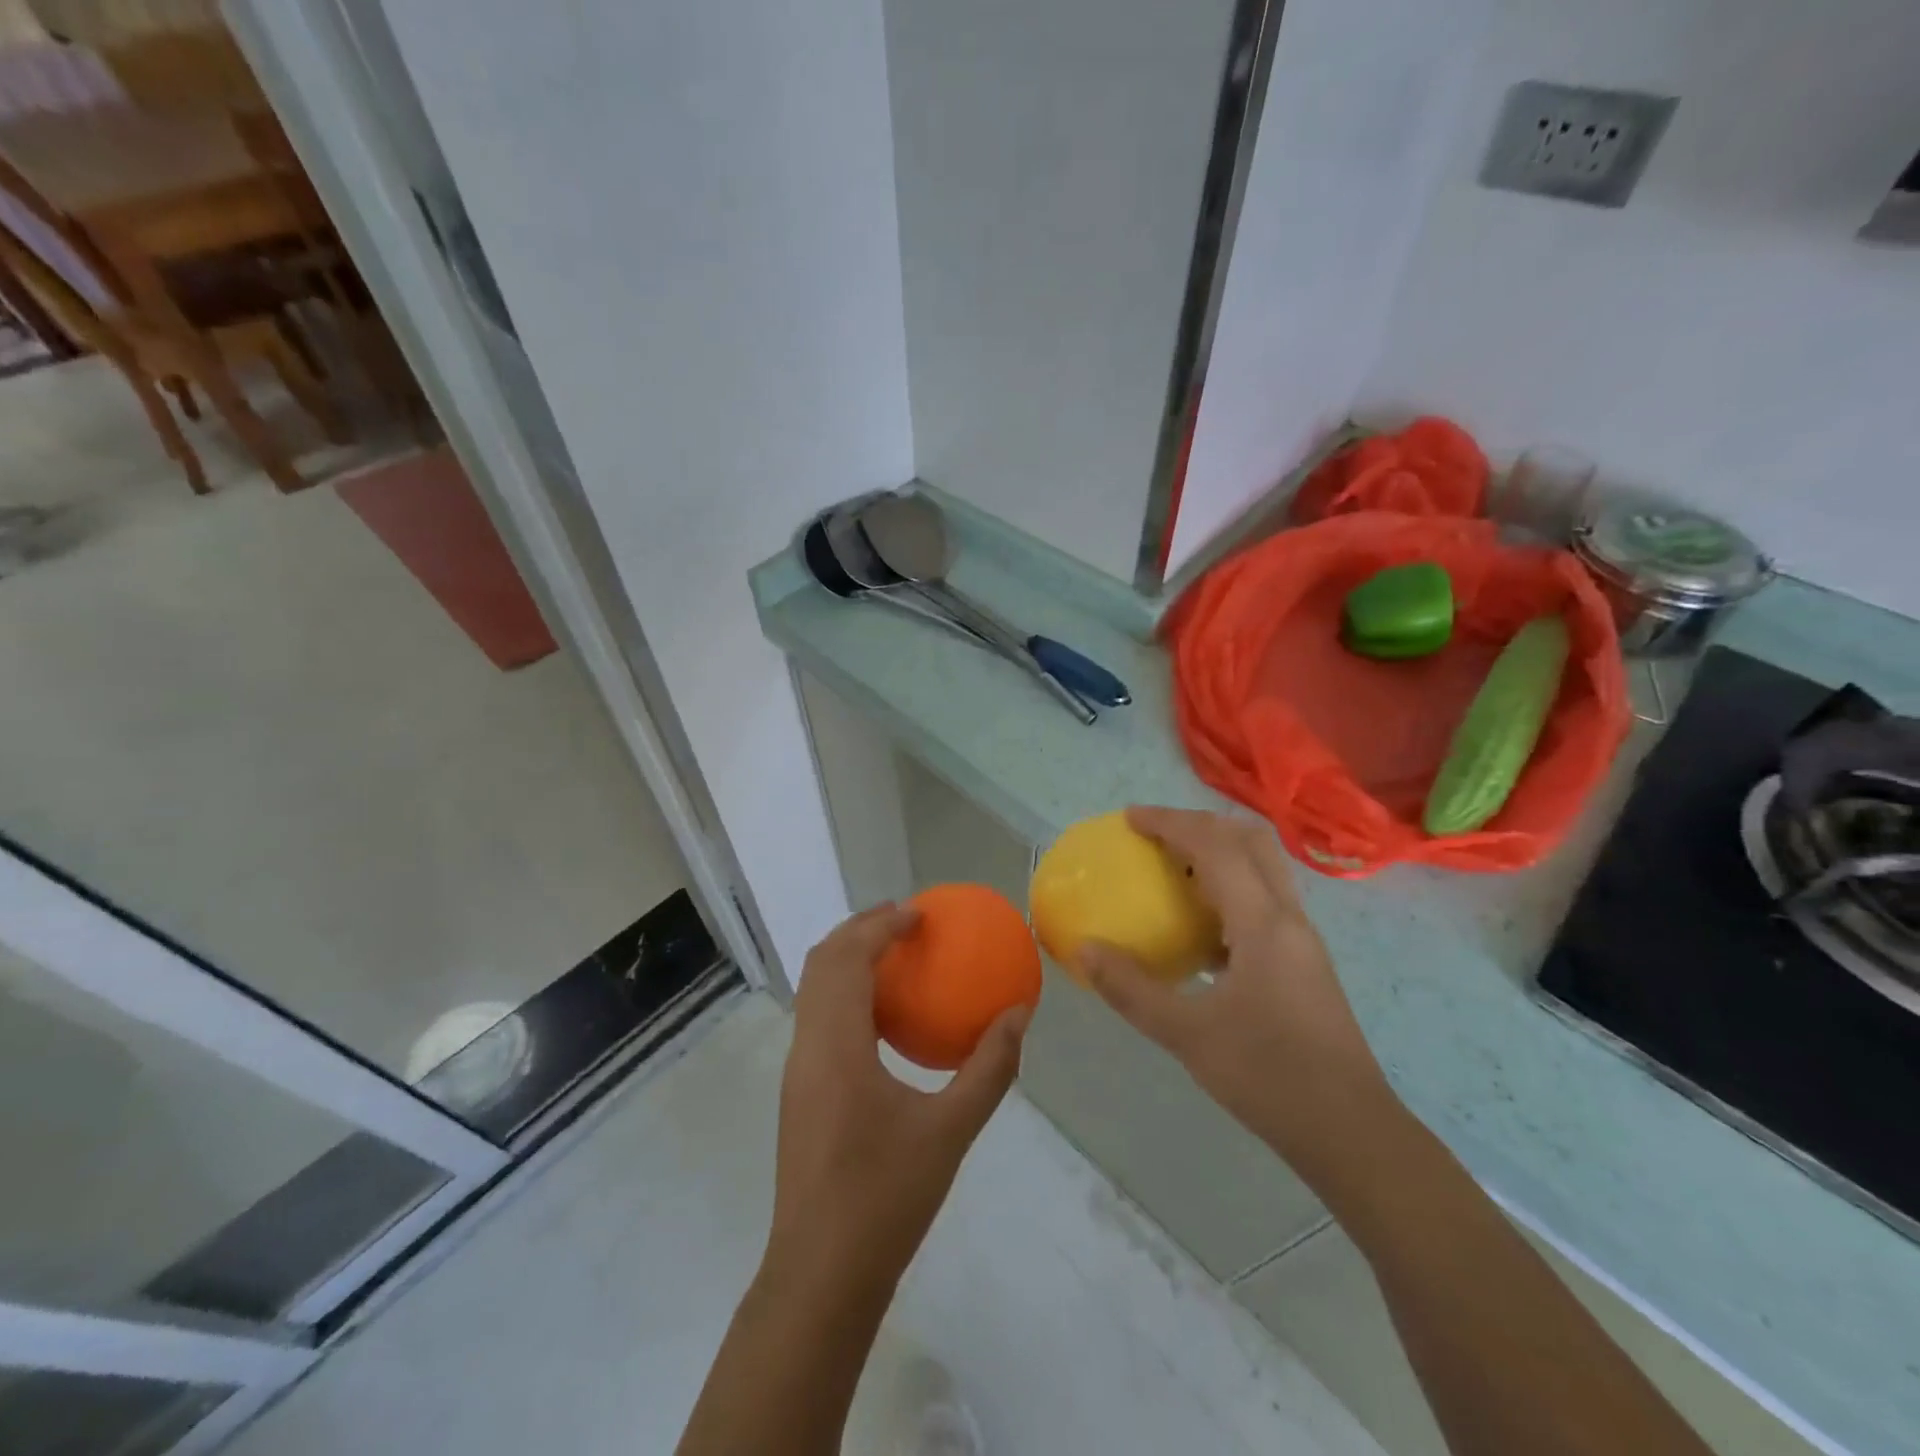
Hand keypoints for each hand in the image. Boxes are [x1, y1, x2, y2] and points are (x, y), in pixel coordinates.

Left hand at [766, 904, 1029, 1289]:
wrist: (820, 1277)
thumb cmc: (885, 1199)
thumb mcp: (951, 1132)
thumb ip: (989, 1068)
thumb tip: (1018, 1014)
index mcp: (836, 1047)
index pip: (847, 959)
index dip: (879, 925)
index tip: (919, 913)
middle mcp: (807, 1047)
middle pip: (821, 962)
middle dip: (860, 929)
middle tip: (906, 921)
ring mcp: (797, 1070)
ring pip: (813, 989)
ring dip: (848, 958)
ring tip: (896, 955)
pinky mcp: (799, 1092)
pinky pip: (818, 1017)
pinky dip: (846, 992)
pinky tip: (885, 1016)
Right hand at [1078, 807, 1391, 1178]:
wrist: (1352, 1133)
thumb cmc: (1269, 1077)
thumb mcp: (1188, 1035)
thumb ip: (1132, 989)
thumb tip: (1084, 950)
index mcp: (1262, 923)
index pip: (1214, 846)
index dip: (1170, 823)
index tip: (1130, 818)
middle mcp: (1287, 917)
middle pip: (1249, 840)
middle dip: (1199, 824)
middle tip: (1154, 835)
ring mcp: (1301, 939)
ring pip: (1262, 868)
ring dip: (1217, 853)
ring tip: (1171, 871)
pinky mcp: (1303, 962)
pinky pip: (1264, 901)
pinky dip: (1229, 890)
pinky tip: (1199, 928)